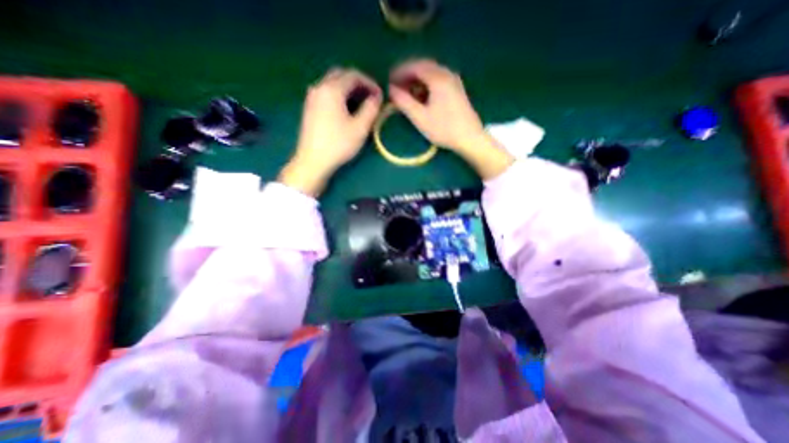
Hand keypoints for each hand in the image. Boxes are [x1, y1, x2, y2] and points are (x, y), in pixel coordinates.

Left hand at [281, 66, 381, 194]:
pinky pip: (326, 93)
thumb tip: (376, 97)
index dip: (370, 82)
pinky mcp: (309, 108)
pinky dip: (339, 96)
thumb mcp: (360, 128)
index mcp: (332, 89)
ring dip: (348, 89)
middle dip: (358, 83)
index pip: (353, 75)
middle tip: (370, 97)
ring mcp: (311, 97)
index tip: (380, 95)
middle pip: (341, 75)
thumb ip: (371, 109)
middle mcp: (319, 87)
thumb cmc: (338, 144)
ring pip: (332, 83)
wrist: (313, 160)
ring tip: (360, 104)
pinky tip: (345, 110)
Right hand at [387, 59, 511, 179]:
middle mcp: (447, 74)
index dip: (399, 71)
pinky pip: (438, 81)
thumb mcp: (420, 117)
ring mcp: (454, 81)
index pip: (414, 65)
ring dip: (417, 80)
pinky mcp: (457, 90)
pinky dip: (427, 85)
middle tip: (396, 86)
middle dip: (408, 75)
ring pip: (431, 74)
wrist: (470, 138)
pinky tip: (422, 97)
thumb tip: (390, 89)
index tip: (389, 80)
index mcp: (437, 77)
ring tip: (407, 93)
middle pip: (423, 67)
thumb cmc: (444, 128)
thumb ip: (403, 102)